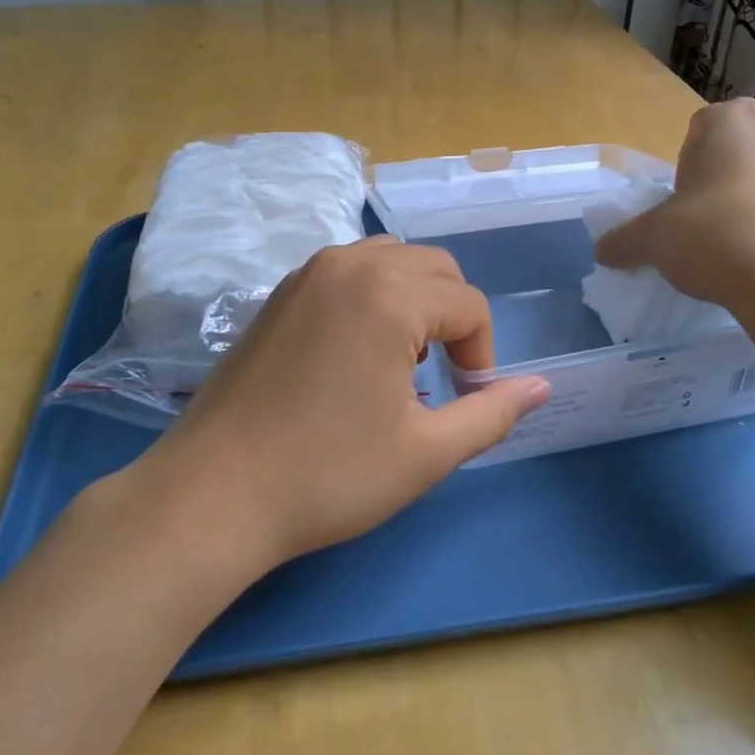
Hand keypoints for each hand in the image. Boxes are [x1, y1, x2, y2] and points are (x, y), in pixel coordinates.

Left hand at [126, 237, 550, 570]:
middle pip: (436, 269)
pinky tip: (356, 353)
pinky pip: (350, 271)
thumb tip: (542, 387)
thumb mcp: (426, 452)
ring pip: (392, 260)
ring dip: (415, 301)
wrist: (212, 494)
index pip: (470, 305)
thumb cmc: (327, 475)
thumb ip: (492, 413)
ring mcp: (308, 272)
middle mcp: (350, 264)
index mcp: (389, 293)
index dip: (480, 356)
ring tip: (400, 363)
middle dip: (453, 319)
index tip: (462, 402)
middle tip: (438, 381)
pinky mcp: (281, 290)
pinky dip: (374, 296)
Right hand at [594, 99, 754, 340]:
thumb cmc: (718, 242)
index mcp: (733, 122)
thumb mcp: (654, 242)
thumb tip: (602, 251)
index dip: (691, 171)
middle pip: (751, 150)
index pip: (702, 132)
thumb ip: (624, 240)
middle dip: (736, 182)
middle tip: (721, 230)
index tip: (688, 208)